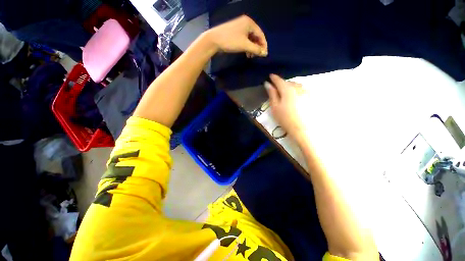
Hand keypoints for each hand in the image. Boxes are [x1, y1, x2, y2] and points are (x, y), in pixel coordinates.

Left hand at [205, 15, 267, 56]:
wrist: (214, 40)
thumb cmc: (231, 41)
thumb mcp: (245, 45)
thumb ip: (256, 49)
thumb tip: (265, 54)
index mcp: (249, 23)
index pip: (261, 34)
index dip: (263, 45)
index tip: (264, 55)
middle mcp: (245, 23)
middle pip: (255, 36)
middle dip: (257, 47)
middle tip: (257, 56)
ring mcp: (240, 28)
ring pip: (250, 39)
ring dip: (252, 48)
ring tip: (251, 56)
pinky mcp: (235, 33)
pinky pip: (245, 40)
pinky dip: (247, 47)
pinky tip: (246, 53)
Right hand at [265, 74, 308, 142]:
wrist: (303, 129)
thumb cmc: (285, 119)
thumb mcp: (275, 107)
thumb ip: (272, 94)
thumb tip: (267, 84)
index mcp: (287, 89)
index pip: (279, 80)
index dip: (274, 78)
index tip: (270, 76)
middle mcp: (298, 87)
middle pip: (288, 82)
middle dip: (282, 83)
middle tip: (277, 88)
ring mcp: (306, 92)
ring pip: (297, 85)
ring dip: (290, 86)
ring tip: (286, 92)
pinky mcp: (311, 97)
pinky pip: (302, 90)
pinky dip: (297, 90)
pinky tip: (296, 96)